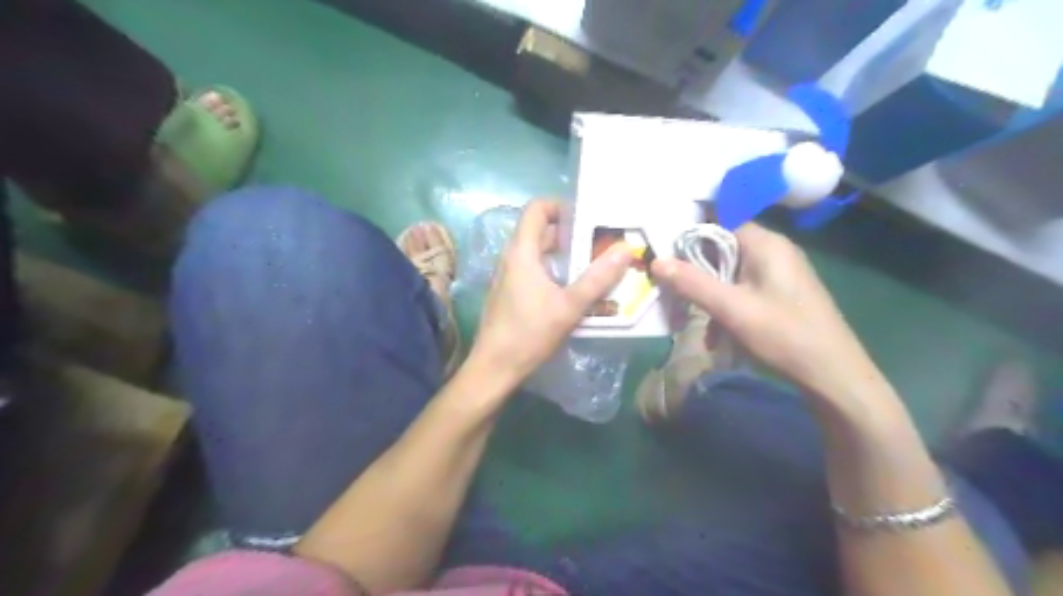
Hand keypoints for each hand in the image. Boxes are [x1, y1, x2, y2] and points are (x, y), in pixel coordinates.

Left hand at [470, 199, 628, 380]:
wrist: (494, 368)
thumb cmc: (529, 334)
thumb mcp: (569, 306)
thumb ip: (598, 278)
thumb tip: (625, 249)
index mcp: (522, 252)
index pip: (537, 208)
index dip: (562, 206)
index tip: (589, 218)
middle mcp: (512, 258)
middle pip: (540, 230)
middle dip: (571, 233)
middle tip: (600, 243)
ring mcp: (509, 276)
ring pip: (539, 253)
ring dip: (565, 254)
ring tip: (593, 264)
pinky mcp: (510, 293)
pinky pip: (534, 270)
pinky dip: (555, 270)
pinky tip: (574, 289)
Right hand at [652, 224, 885, 404]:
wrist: (833, 376)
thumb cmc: (783, 335)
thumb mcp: (731, 309)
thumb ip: (693, 283)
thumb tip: (656, 261)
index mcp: (766, 244)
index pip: (720, 222)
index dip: (690, 236)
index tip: (665, 254)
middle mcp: (774, 251)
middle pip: (722, 249)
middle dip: (697, 271)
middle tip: (673, 291)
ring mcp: (779, 273)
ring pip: (730, 273)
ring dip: (710, 295)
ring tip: (696, 320)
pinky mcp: (781, 294)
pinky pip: (743, 290)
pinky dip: (727, 307)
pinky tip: (718, 335)